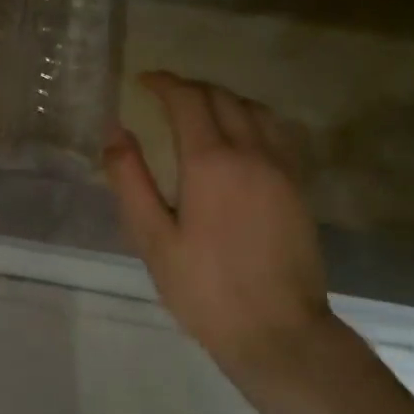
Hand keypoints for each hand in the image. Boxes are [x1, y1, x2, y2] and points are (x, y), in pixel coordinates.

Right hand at [104, 71, 331, 374]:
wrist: (278, 332)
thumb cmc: (204, 288)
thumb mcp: (151, 238)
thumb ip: (130, 178)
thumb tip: (115, 130)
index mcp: (211, 162)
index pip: (188, 100)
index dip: (164, 83)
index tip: (143, 81)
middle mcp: (251, 153)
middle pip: (222, 97)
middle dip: (190, 87)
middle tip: (163, 94)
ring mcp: (282, 169)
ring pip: (254, 110)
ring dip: (223, 98)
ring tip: (198, 109)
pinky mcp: (298, 188)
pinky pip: (277, 132)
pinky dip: (251, 118)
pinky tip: (239, 136)